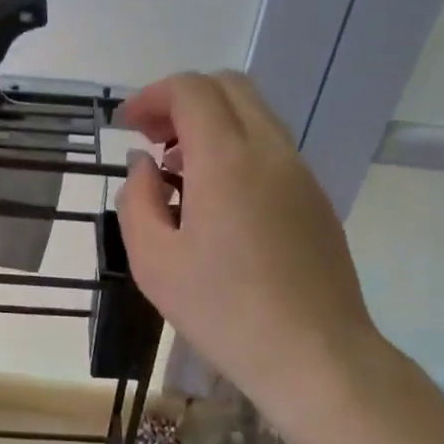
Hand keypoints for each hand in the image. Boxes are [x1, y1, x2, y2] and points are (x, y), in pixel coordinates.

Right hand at [117, 72, 385, 424]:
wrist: (316, 358)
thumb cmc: (224, 311)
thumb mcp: (154, 261)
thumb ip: (137, 199)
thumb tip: (145, 166)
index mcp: (227, 159)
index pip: (191, 89)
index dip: (152, 96)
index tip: (127, 125)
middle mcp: (270, 150)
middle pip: (228, 86)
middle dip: (182, 99)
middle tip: (153, 139)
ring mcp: (300, 172)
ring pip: (254, 113)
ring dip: (211, 122)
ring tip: (179, 171)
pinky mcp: (315, 197)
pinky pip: (271, 146)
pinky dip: (236, 146)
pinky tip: (217, 199)